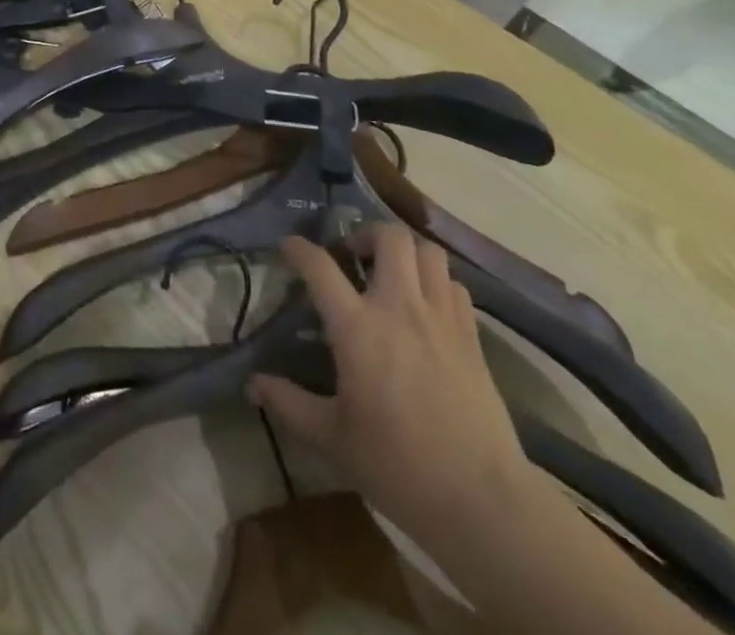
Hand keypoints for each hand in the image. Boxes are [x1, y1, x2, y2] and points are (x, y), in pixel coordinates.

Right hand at [247, 225, 529, 550]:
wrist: (481, 499)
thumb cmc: (398, 466)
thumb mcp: (333, 439)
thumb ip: (290, 403)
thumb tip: (252, 384)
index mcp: (358, 328)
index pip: (320, 267)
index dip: (299, 249)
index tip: (288, 248)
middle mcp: (399, 308)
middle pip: (389, 236)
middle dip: (367, 234)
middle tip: (354, 258)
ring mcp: (441, 317)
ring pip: (428, 251)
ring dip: (406, 253)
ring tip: (392, 275)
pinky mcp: (472, 335)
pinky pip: (455, 284)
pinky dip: (437, 282)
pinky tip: (427, 307)